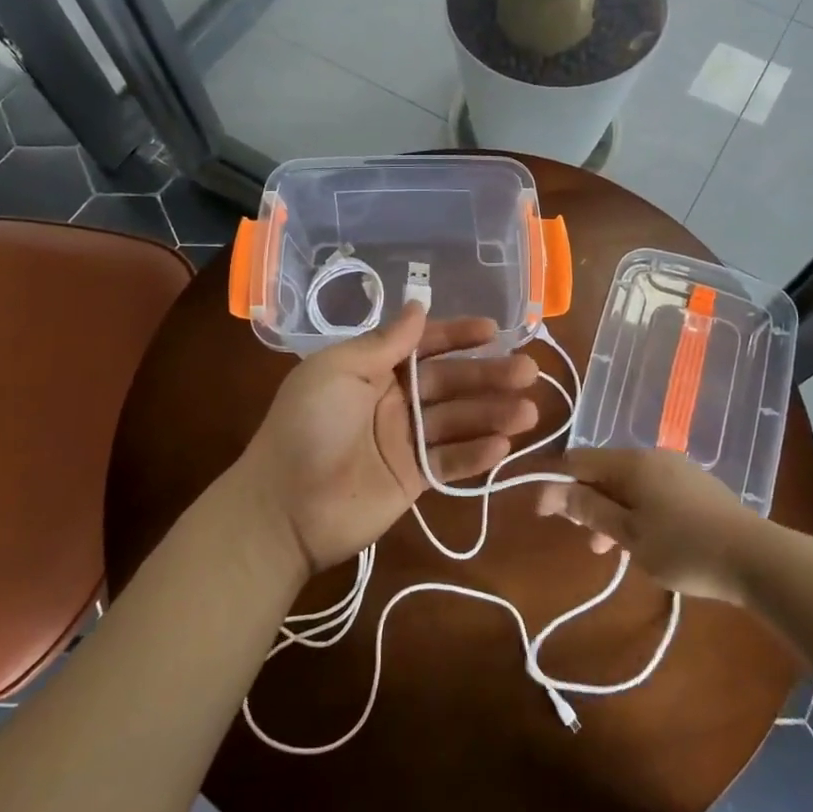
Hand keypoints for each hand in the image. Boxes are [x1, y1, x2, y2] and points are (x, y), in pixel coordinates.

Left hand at [239, 304, 539, 574]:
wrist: (284, 506)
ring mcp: (404, 441)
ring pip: (457, 422)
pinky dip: (476, 455)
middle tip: (528, 371)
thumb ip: (385, 342)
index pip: (424, 345)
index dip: (458, 336)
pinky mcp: (412, 479)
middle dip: (488, 376)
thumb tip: (418, 305)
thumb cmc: (308, 425)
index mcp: (373, 368)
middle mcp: (394, 399)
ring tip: (528, 411)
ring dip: (492, 415)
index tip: (493, 331)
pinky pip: (449, 462)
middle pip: (450, 383)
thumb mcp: (339, 370)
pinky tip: (503, 446)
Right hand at [536, 448, 761, 603]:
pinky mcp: (697, 486)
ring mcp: (677, 469)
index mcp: (632, 461)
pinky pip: (653, 491)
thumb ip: (589, 511)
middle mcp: (652, 455)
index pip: (579, 461)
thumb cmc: (684, 547)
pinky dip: (637, 511)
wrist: (756, 558)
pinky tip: (645, 541)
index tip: (544, 515)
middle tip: (584, 540)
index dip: (556, 485)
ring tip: (610, 550)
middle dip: (587, 502)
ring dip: (612, 511)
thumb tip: (552, 491)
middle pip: (605, 471)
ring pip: (629, 484)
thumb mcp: (628, 535)